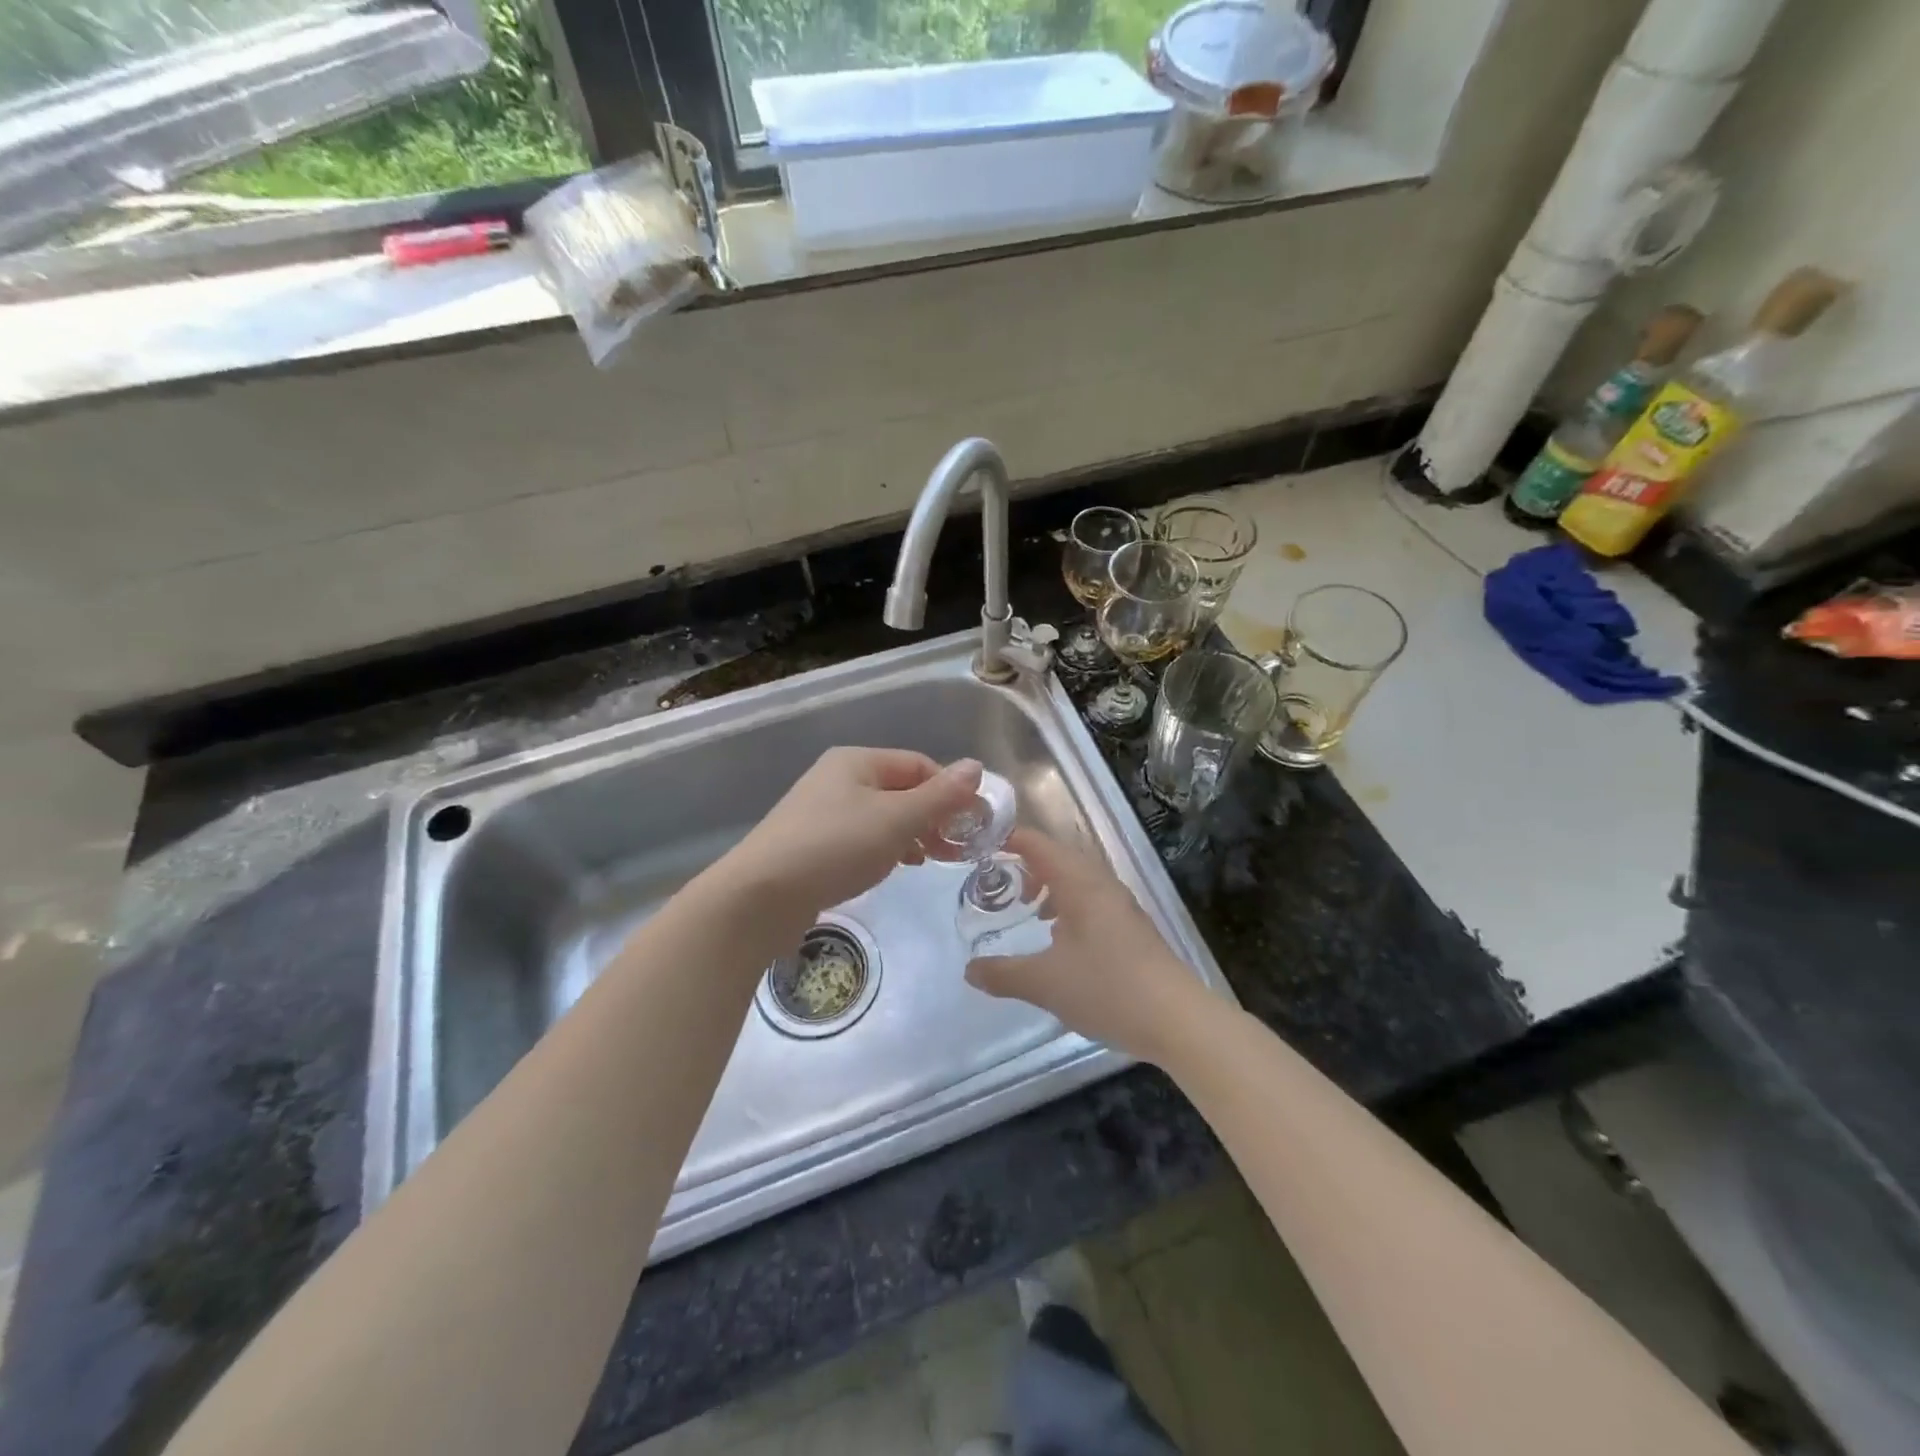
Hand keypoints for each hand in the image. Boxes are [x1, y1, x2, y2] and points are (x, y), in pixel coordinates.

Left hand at [722, 748, 983, 920]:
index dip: (950, 791)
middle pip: (901, 790)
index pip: (919, 765)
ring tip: (933, 859)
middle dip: (934, 815)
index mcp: (857, 761)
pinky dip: (886, 848)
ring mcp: (823, 812)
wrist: (760, 897)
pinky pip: (862, 838)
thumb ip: (940, 796)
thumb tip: (977, 766)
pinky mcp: (814, 844)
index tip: (974, 824)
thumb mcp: (896, 820)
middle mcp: (839, 779)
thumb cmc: (834, 847)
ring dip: (913, 834)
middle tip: (959, 848)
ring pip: (883, 816)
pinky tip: (897, 867)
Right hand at [965, 828, 1204, 1063]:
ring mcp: (1121, 906)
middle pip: (1059, 857)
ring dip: (1050, 886)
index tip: (979, 846)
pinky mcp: (1132, 928)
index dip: (1009, 839)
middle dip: (1026, 864)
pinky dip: (1068, 905)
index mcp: (1080, 883)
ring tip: (1028, 909)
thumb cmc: (1108, 989)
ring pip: (1078, 880)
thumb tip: (969, 970)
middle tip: (997, 880)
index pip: (1038, 844)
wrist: (1178, 1020)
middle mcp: (1102, 885)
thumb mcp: (1045, 983)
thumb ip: (1003, 974)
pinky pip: (1091, 900)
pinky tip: (1060, 938)